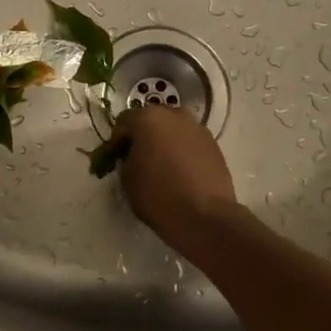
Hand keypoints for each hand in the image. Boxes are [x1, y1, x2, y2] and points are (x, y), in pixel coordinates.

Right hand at [115, 105, 237, 244]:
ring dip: (165, 142)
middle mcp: (175, 115)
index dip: (117, 141)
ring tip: (162, 166)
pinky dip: (182, 151)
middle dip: (143, 137)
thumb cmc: (158, 194)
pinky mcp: (214, 144)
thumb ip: (126, 159)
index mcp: (148, 118)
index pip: (123, 121)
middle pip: (152, 120)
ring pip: (174, 130)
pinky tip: (181, 172)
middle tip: (139, 159)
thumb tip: (134, 156)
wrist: (204, 215)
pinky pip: (190, 142)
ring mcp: (198, 128)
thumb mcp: (127, 178)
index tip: (115, 159)